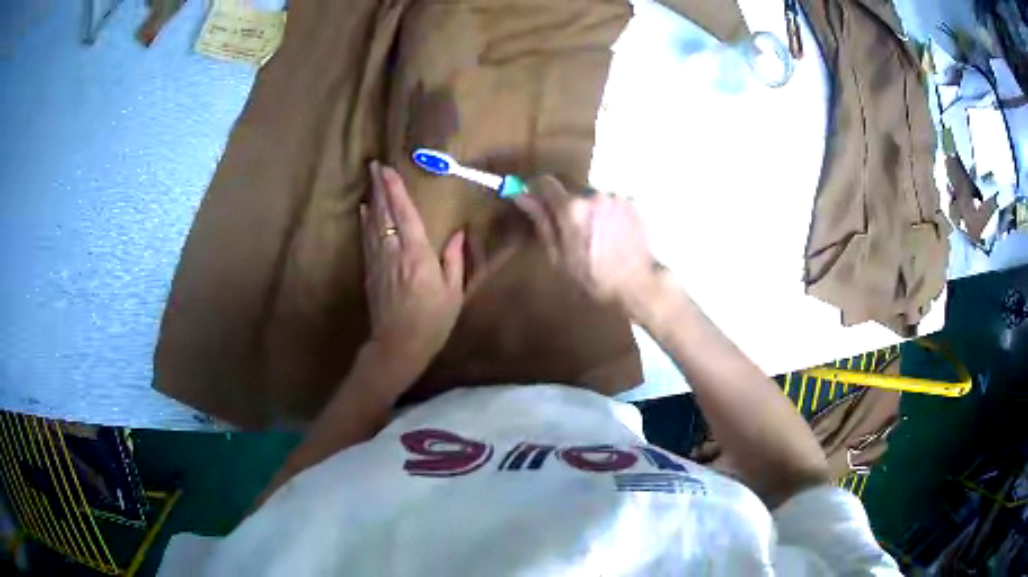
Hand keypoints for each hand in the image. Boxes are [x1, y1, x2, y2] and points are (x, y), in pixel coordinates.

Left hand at [361, 162, 464, 371]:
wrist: (398, 345)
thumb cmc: (432, 321)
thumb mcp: (452, 293)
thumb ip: (453, 260)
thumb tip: (458, 235)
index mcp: (417, 254)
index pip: (404, 214)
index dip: (396, 190)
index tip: (389, 169)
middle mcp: (394, 252)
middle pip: (384, 213)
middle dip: (379, 187)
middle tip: (374, 165)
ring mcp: (378, 261)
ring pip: (373, 223)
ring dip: (372, 199)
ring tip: (370, 181)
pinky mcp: (370, 272)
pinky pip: (367, 239)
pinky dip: (366, 222)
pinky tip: (365, 211)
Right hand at [512, 176, 660, 319]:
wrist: (636, 284)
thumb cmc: (593, 278)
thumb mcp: (559, 256)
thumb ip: (542, 221)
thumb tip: (522, 196)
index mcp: (571, 208)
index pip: (545, 182)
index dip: (537, 189)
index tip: (536, 199)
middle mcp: (593, 194)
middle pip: (570, 186)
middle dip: (565, 201)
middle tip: (569, 226)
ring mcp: (615, 197)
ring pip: (592, 194)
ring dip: (588, 207)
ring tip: (594, 234)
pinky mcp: (632, 202)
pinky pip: (611, 201)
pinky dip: (607, 212)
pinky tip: (612, 233)